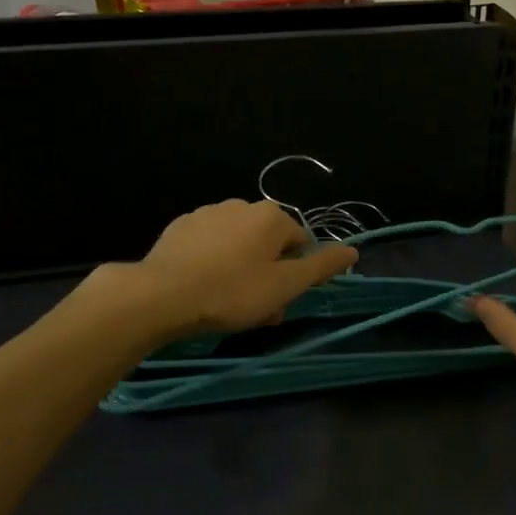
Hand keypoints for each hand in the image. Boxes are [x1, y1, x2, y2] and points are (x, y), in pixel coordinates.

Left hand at [118, 199, 356, 337]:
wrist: (162, 294)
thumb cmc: (232, 292)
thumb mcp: (285, 285)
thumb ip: (321, 266)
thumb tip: (353, 250)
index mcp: (271, 216)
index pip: (300, 243)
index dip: (294, 275)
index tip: (278, 302)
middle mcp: (241, 204)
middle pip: (268, 243)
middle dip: (267, 274)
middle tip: (255, 310)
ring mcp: (207, 213)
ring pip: (238, 244)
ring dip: (240, 269)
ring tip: (226, 303)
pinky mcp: (180, 227)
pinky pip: (209, 245)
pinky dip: (212, 262)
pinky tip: (201, 288)